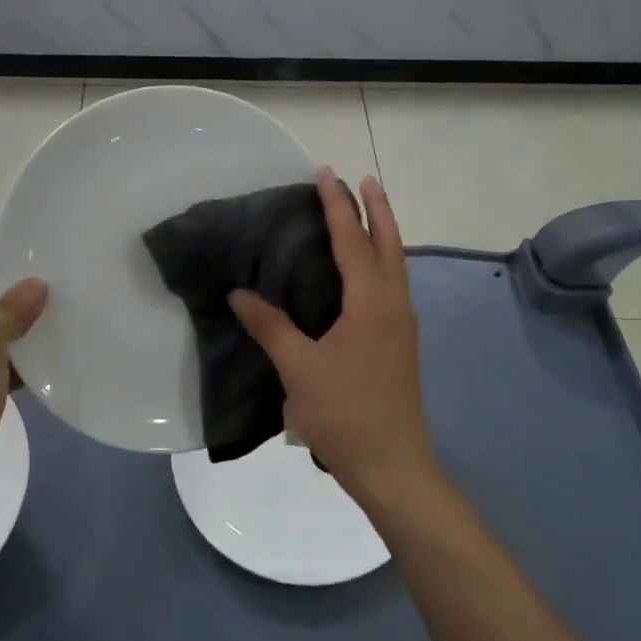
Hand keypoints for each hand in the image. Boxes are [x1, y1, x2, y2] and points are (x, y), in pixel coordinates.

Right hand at [229, 170, 434, 501]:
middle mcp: (395, 305)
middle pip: (389, 244)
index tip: (326, 174)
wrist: (392, 466)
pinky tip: (361, 272)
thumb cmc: (345, 414)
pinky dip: (379, 262)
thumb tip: (238, 294)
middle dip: (376, 209)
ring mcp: (402, 325)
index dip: (338, 207)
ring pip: (395, 265)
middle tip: (361, 180)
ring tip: (365, 213)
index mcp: (372, 304)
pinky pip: (391, 285)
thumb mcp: (300, 369)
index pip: (353, 242)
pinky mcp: (400, 343)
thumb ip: (271, 327)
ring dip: (382, 233)